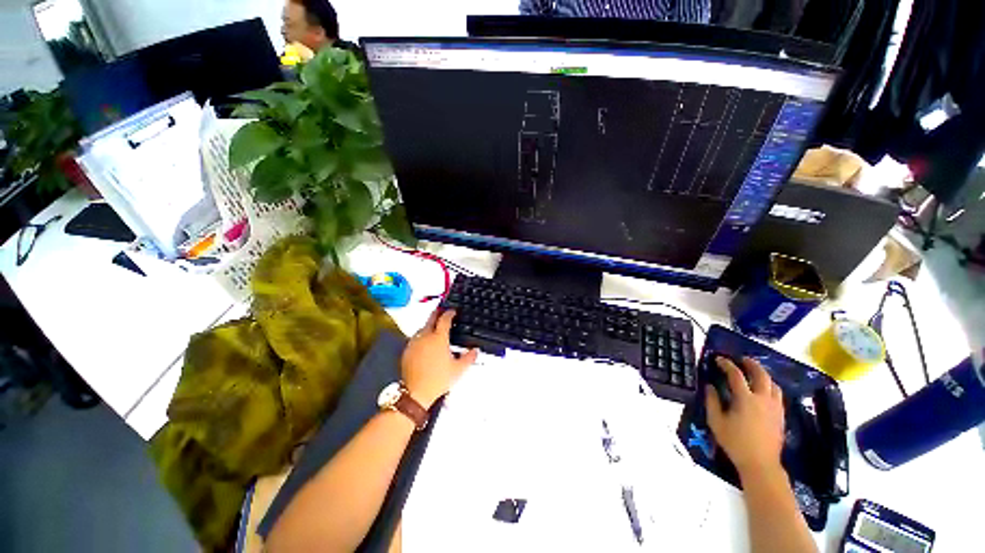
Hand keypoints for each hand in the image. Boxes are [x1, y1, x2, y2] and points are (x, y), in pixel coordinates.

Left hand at [401, 310, 477, 408]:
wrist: (416, 392)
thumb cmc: (438, 380)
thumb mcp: (458, 369)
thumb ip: (469, 357)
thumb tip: (475, 351)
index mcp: (439, 338)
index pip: (444, 319)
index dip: (449, 313)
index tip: (453, 311)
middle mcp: (425, 337)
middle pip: (431, 319)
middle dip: (437, 313)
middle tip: (442, 312)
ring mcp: (414, 343)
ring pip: (422, 328)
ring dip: (429, 325)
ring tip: (435, 329)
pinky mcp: (407, 351)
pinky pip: (415, 338)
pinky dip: (421, 337)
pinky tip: (425, 344)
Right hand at [706, 357, 785, 480]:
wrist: (760, 463)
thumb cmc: (735, 442)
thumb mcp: (716, 422)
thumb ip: (712, 401)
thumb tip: (710, 386)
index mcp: (745, 399)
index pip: (736, 375)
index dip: (726, 365)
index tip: (719, 359)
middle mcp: (763, 399)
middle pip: (761, 375)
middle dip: (751, 364)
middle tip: (742, 359)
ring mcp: (775, 407)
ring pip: (773, 384)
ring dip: (763, 375)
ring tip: (754, 373)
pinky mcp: (781, 416)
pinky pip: (778, 395)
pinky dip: (770, 387)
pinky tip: (763, 391)